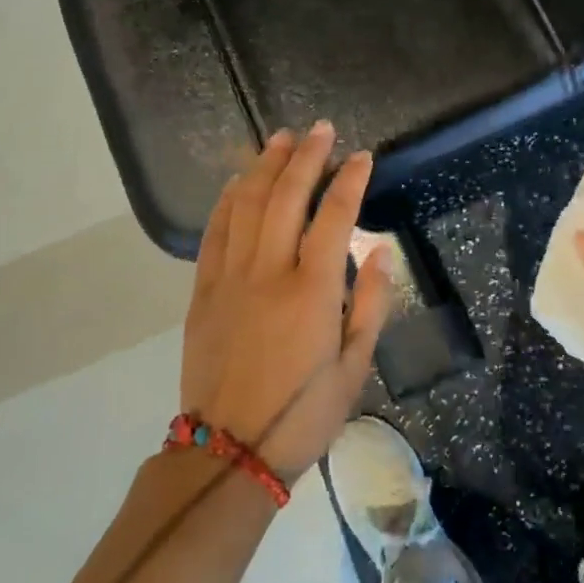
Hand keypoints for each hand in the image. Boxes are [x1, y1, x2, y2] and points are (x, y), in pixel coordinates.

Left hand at [181, 123, 392, 481]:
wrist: (228, 453)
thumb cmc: (302, 415)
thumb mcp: (354, 368)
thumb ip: (369, 304)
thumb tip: (380, 251)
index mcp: (311, 291)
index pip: (334, 216)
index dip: (350, 180)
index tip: (362, 156)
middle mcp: (269, 272)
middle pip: (286, 197)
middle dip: (307, 157)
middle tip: (321, 129)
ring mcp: (230, 278)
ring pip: (247, 205)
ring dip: (265, 166)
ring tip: (281, 138)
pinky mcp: (203, 291)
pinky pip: (214, 232)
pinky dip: (228, 200)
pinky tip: (238, 181)